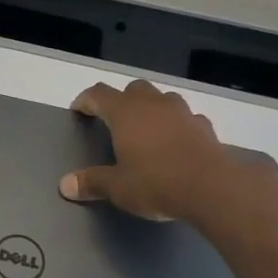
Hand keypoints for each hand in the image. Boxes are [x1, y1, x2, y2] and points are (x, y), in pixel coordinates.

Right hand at [58, 79, 277, 228]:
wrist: (212, 188)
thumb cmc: (155, 182)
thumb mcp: (117, 187)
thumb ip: (91, 182)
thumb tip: (65, 185)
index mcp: (125, 113)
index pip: (98, 94)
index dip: (85, 100)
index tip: (78, 111)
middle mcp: (152, 104)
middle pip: (132, 89)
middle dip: (121, 100)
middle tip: (114, 120)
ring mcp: (181, 112)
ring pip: (161, 98)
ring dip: (151, 108)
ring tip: (145, 129)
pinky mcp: (204, 127)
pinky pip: (185, 118)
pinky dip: (176, 125)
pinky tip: (175, 142)